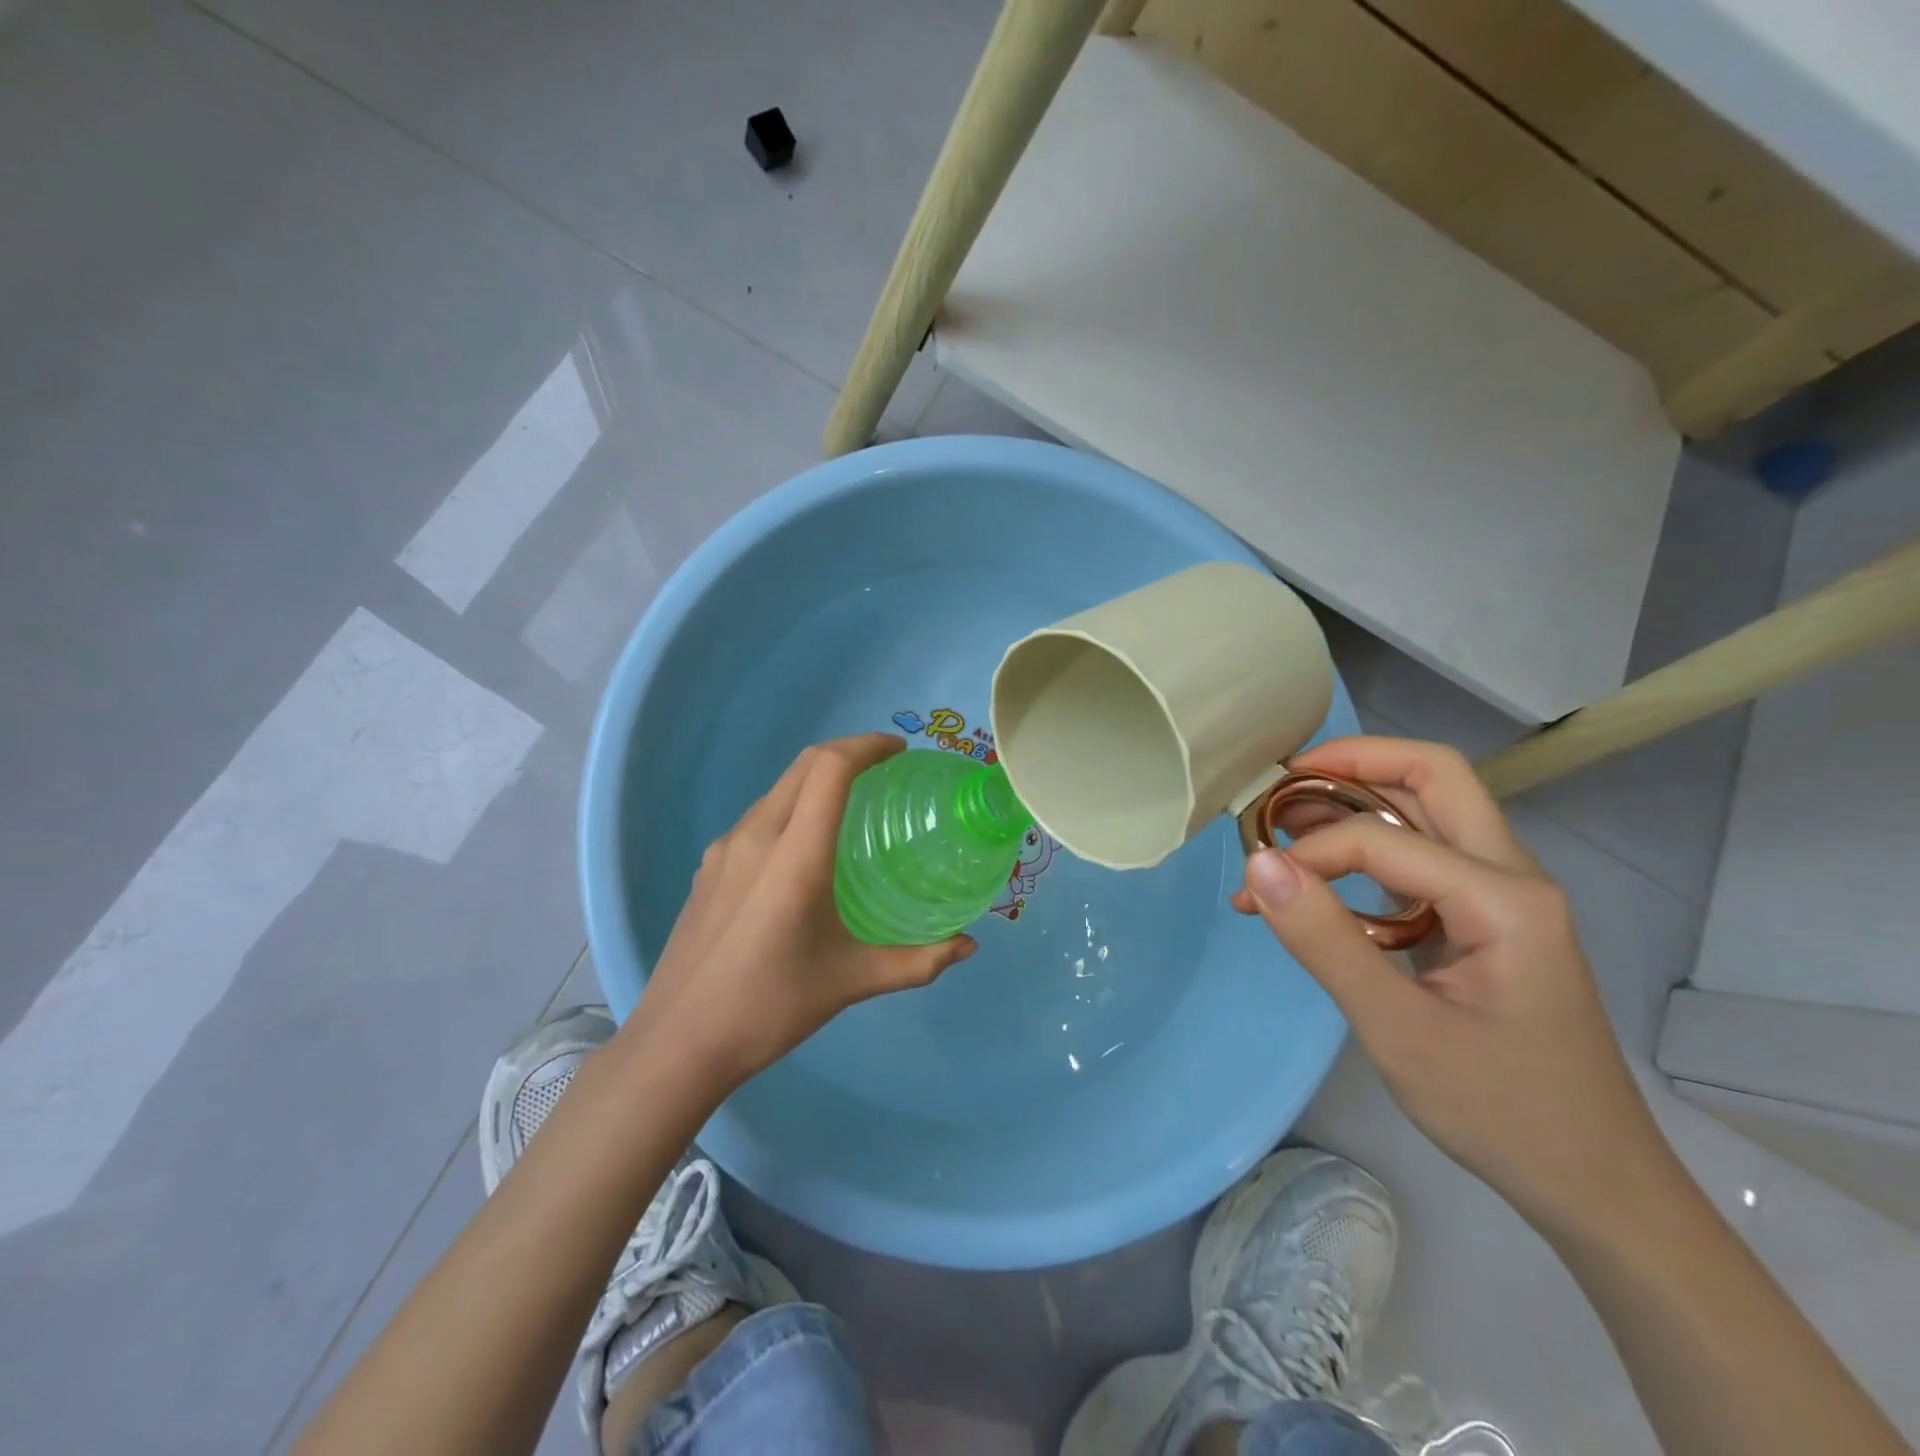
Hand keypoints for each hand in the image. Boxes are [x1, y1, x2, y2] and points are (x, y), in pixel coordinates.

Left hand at [622, 734, 975, 1089]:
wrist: (678, 1043)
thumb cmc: (769, 1008)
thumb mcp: (851, 982)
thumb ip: (917, 962)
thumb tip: (968, 945)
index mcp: (794, 854)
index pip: (830, 768)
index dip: (867, 746)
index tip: (900, 753)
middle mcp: (756, 836)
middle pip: (804, 765)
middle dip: (847, 753)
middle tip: (886, 770)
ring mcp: (725, 849)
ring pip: (778, 789)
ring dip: (817, 780)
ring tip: (853, 806)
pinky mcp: (709, 867)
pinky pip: (758, 818)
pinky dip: (792, 808)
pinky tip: (806, 849)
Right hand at [1231, 736, 1671, 1235]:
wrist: (1594, 1185)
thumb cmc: (1503, 1111)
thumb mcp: (1399, 1031)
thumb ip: (1325, 940)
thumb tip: (1257, 863)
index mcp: (1504, 897)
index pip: (1381, 839)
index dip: (1309, 853)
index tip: (1256, 890)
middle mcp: (1511, 875)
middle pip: (1433, 777)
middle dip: (1353, 763)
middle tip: (1280, 782)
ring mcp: (1502, 895)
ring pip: (1428, 810)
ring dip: (1356, 802)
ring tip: (1286, 824)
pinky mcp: (1485, 919)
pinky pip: (1423, 856)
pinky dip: (1367, 849)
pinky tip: (1323, 880)